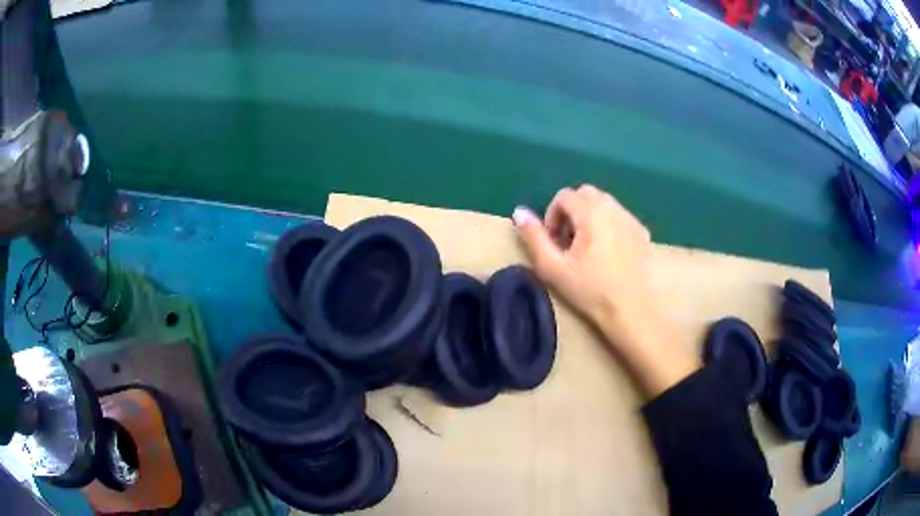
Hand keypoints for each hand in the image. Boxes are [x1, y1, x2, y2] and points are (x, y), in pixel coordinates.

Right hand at [513, 185, 698, 397]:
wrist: (631, 310)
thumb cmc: (591, 291)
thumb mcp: (553, 268)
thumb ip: (534, 237)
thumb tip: (519, 212)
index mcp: (591, 213)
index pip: (564, 196)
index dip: (552, 216)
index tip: (554, 242)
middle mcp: (613, 208)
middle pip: (586, 194)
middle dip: (572, 211)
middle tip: (568, 242)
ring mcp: (631, 219)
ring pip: (605, 203)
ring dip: (590, 216)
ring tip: (587, 247)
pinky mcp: (642, 232)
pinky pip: (620, 216)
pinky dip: (609, 224)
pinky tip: (608, 253)